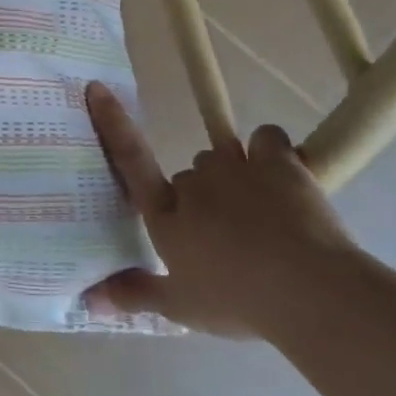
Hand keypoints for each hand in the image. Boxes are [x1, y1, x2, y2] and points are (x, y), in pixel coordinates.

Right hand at [84, 82, 354, 336]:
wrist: (309, 290)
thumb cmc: (237, 301)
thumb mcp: (180, 307)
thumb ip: (133, 295)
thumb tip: (86, 300)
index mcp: (165, 217)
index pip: (130, 161)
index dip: (112, 122)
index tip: (97, 87)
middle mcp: (193, 184)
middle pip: (190, 173)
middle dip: (204, 194)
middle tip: (228, 230)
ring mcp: (234, 168)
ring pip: (225, 155)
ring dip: (237, 175)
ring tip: (264, 211)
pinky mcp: (276, 161)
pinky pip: (266, 138)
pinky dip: (272, 151)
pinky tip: (284, 176)